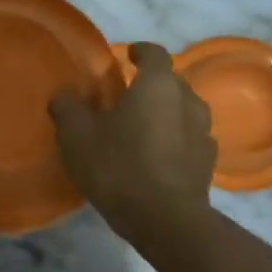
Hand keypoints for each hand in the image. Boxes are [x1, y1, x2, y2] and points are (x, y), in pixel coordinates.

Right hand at [49, 43, 215, 245]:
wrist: (164, 220)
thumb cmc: (119, 166)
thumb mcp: (76, 136)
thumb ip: (68, 109)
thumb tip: (63, 96)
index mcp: (158, 85)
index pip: (155, 53)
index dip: (140, 51)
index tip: (127, 55)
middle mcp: (188, 101)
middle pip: (172, 82)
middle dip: (151, 84)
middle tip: (126, 96)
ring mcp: (203, 133)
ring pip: (184, 111)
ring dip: (166, 113)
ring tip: (142, 127)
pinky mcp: (208, 164)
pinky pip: (189, 140)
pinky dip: (175, 140)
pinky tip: (157, 156)